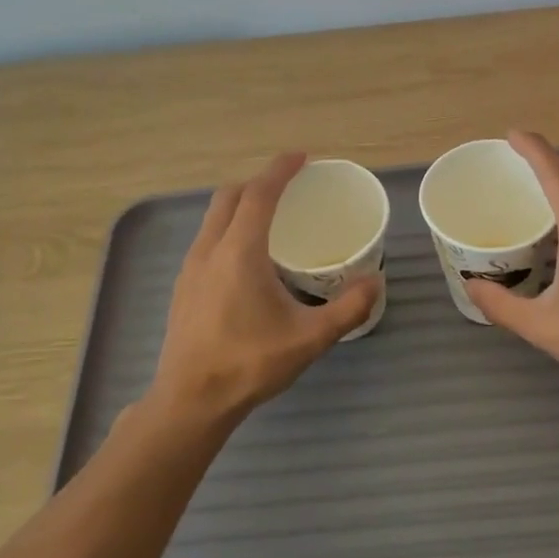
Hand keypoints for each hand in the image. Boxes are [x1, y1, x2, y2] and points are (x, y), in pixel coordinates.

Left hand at [147, 153, 378, 425]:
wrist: (190, 401)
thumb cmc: (248, 364)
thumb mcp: (308, 339)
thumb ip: (347, 309)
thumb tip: (375, 282)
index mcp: (239, 252)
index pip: (259, 194)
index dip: (281, 170)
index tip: (301, 157)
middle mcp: (209, 249)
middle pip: (230, 196)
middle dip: (258, 182)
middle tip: (289, 187)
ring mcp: (190, 268)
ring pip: (214, 218)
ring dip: (240, 205)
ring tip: (270, 218)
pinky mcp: (183, 287)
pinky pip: (207, 239)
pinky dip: (228, 229)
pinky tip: (247, 259)